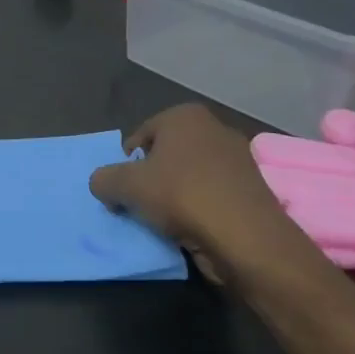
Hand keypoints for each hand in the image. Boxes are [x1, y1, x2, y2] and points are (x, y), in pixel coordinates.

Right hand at [88, 104, 295, 282]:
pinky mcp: (251, 190)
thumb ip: (103, 179)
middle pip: (164, 156)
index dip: (125, 165)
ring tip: (164, 221)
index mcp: (184, 116)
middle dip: (150, 179)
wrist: (246, 237)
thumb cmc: (181, 195)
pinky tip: (190, 229)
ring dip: (173, 197)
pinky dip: (198, 209)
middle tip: (140, 205)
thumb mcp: (123, 185)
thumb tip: (104, 184)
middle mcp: (214, 128)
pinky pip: (210, 195)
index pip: (139, 138)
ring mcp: (237, 159)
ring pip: (188, 177)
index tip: (123, 191)